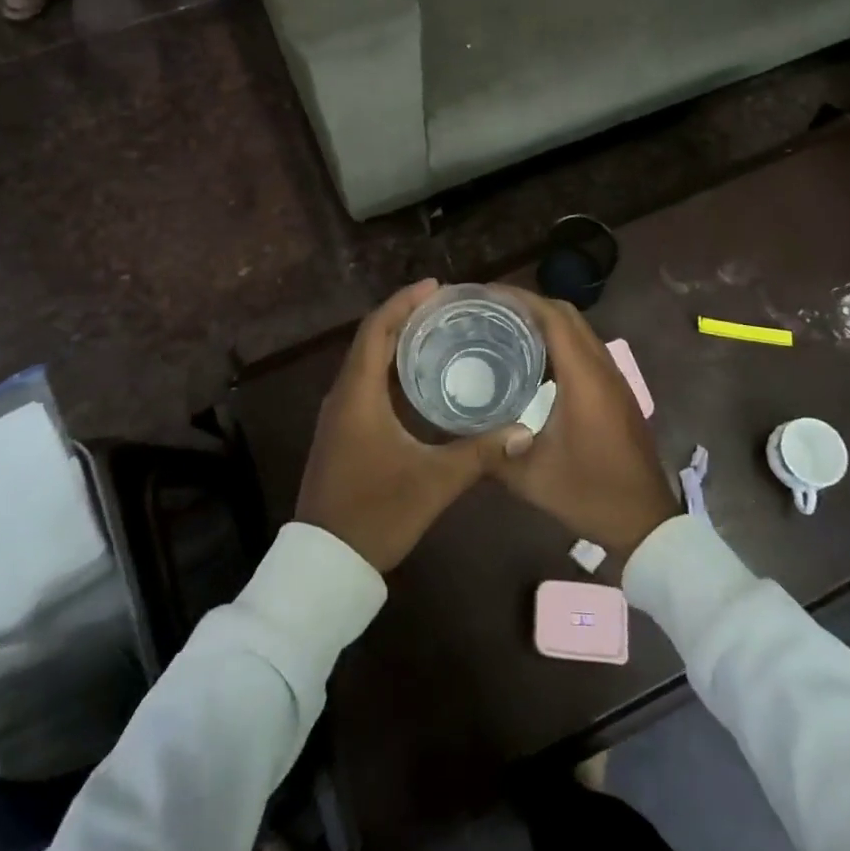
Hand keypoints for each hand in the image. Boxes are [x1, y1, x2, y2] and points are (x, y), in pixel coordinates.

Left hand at [295, 280, 526, 572]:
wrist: (325, 563)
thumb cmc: (376, 513)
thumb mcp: (433, 482)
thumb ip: (479, 453)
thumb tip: (524, 430)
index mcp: (358, 394)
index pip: (376, 330)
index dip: (403, 302)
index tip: (435, 287)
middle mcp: (342, 395)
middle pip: (371, 339)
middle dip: (404, 316)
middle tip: (445, 306)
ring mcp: (338, 414)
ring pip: (366, 361)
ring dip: (396, 341)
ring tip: (436, 331)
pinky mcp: (341, 431)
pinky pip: (364, 382)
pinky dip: (389, 367)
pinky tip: (418, 377)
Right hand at [489, 289, 680, 559]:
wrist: (645, 522)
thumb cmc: (589, 494)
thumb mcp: (531, 478)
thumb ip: (494, 451)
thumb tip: (462, 429)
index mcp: (584, 377)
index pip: (553, 317)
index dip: (520, 299)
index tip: (487, 295)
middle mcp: (602, 367)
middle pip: (567, 315)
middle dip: (530, 303)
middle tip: (490, 309)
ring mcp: (614, 378)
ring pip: (579, 330)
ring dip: (547, 321)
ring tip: (507, 327)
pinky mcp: (617, 391)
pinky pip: (586, 348)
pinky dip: (560, 340)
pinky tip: (534, 360)